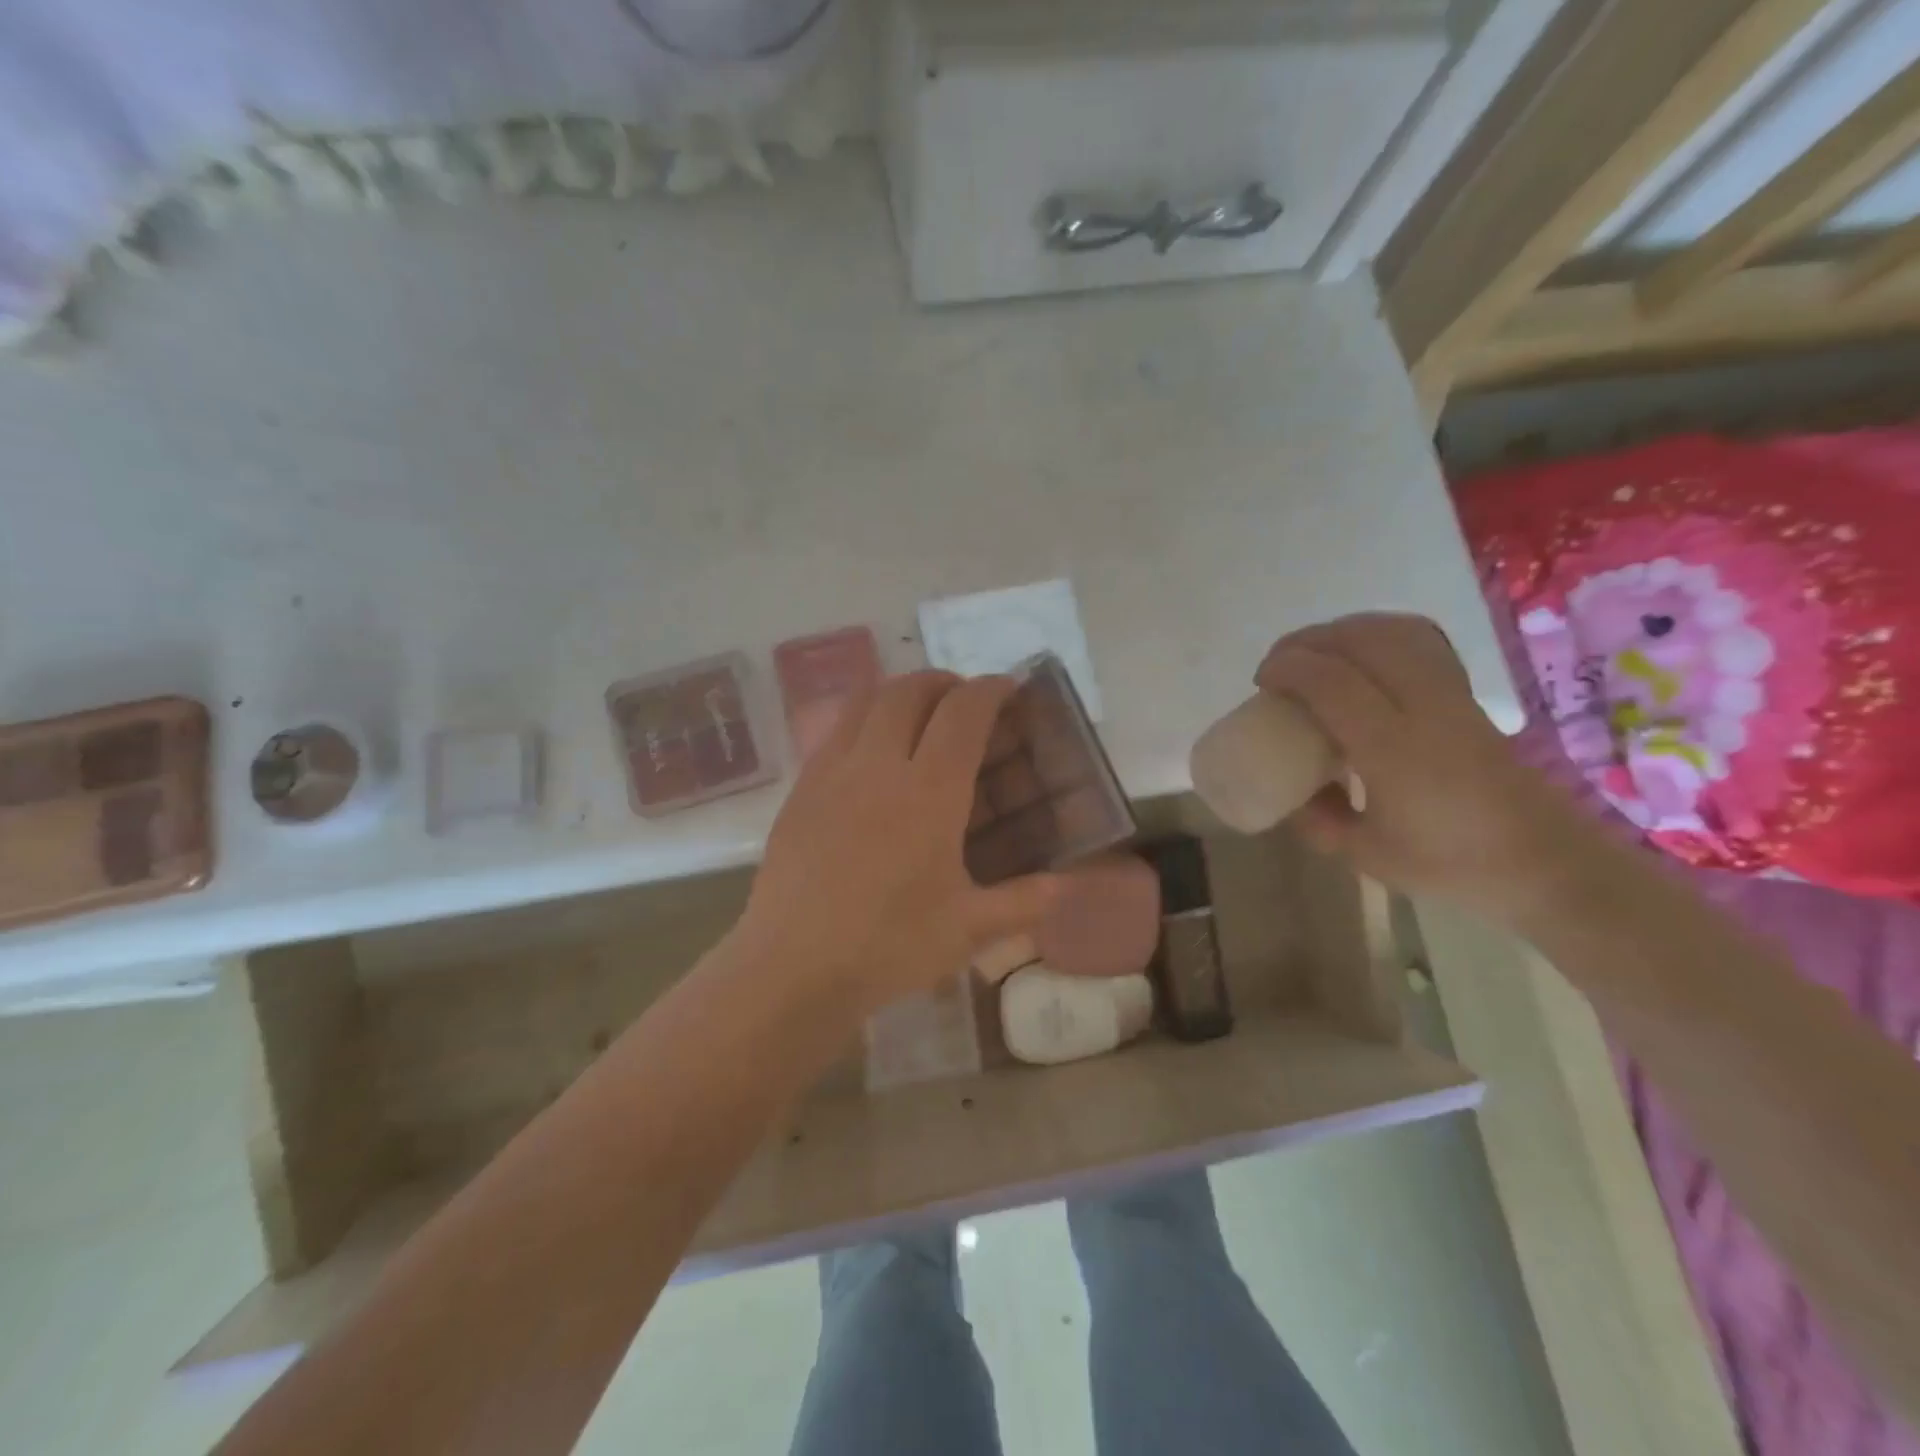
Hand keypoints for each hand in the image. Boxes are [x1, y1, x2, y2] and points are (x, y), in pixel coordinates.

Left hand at [736, 671, 1064, 1016]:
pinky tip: (871, 755)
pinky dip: (863, 719)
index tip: (1006, 689)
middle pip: (910, 691)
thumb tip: (1065, 886)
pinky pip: (835, 730)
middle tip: (963, 701)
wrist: (793, 966)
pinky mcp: (800, 789)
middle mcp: (878, 765)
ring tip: (918, 714)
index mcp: (928, 792)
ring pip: (865, 700)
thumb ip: (1023, 902)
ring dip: (899, 692)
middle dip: (944, 682)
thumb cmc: (888, 946)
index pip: (963, 713)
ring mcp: (831, 772)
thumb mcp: (968, 930)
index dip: (989, 690)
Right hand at [1256, 613, 1598, 925]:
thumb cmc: (1451, 866)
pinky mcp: (1467, 696)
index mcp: (1392, 751)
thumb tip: (1291, 791)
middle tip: (1280, 665)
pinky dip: (1382, 633)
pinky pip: (1422, 641)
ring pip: (1394, 631)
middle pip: (1361, 641)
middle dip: (1309, 641)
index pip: (1331, 682)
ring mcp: (1452, 697)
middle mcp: (1424, 710)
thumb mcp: (1365, 856)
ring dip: (1344, 631)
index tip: (1262, 680)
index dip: (1288, 668)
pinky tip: (1363, 654)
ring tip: (1316, 655)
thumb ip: (1317, 819)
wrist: (1546, 865)